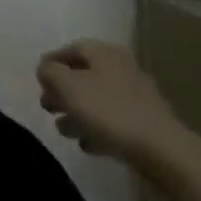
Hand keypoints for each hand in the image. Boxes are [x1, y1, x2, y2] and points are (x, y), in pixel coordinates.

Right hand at [37, 40, 185, 166]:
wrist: (163, 151)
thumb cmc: (109, 111)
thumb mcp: (67, 86)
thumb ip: (49, 72)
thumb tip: (46, 70)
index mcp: (102, 52)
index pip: (69, 50)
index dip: (50, 64)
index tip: (38, 83)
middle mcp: (120, 67)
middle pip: (83, 75)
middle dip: (63, 92)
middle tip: (48, 108)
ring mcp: (136, 96)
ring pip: (97, 99)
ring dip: (78, 113)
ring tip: (64, 131)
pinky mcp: (145, 123)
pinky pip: (113, 120)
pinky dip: (97, 128)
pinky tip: (87, 144)